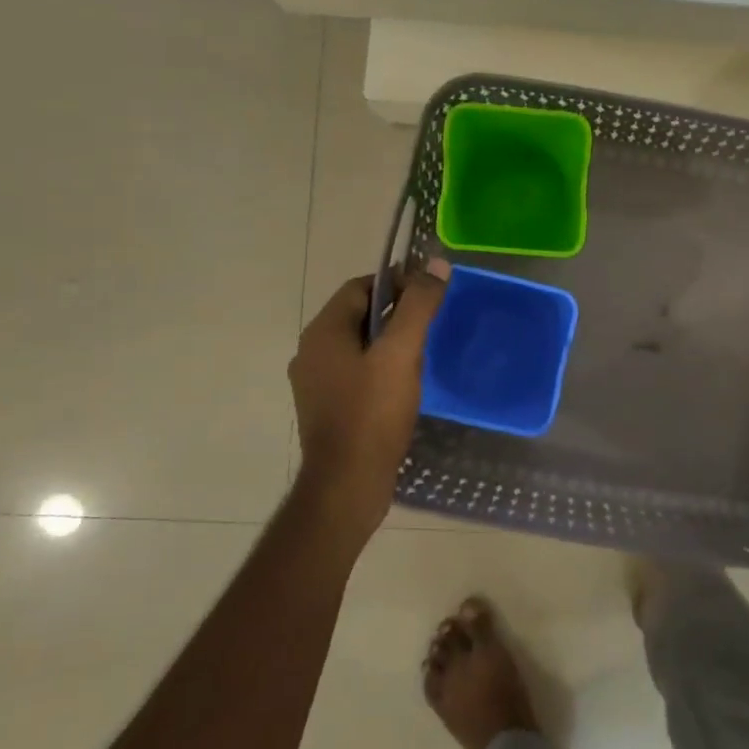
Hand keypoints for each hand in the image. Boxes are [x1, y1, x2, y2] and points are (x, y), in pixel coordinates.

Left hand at [287, 262, 448, 541]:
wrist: (346, 484)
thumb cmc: (372, 414)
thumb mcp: (401, 353)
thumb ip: (419, 306)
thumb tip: (436, 264)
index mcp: (323, 331)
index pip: (360, 286)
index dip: (396, 282)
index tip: (430, 293)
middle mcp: (311, 351)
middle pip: (358, 314)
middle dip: (395, 312)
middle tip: (432, 323)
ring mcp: (315, 382)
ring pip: (358, 345)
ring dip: (389, 341)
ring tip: (423, 353)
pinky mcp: (326, 407)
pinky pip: (355, 371)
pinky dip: (379, 367)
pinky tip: (404, 385)